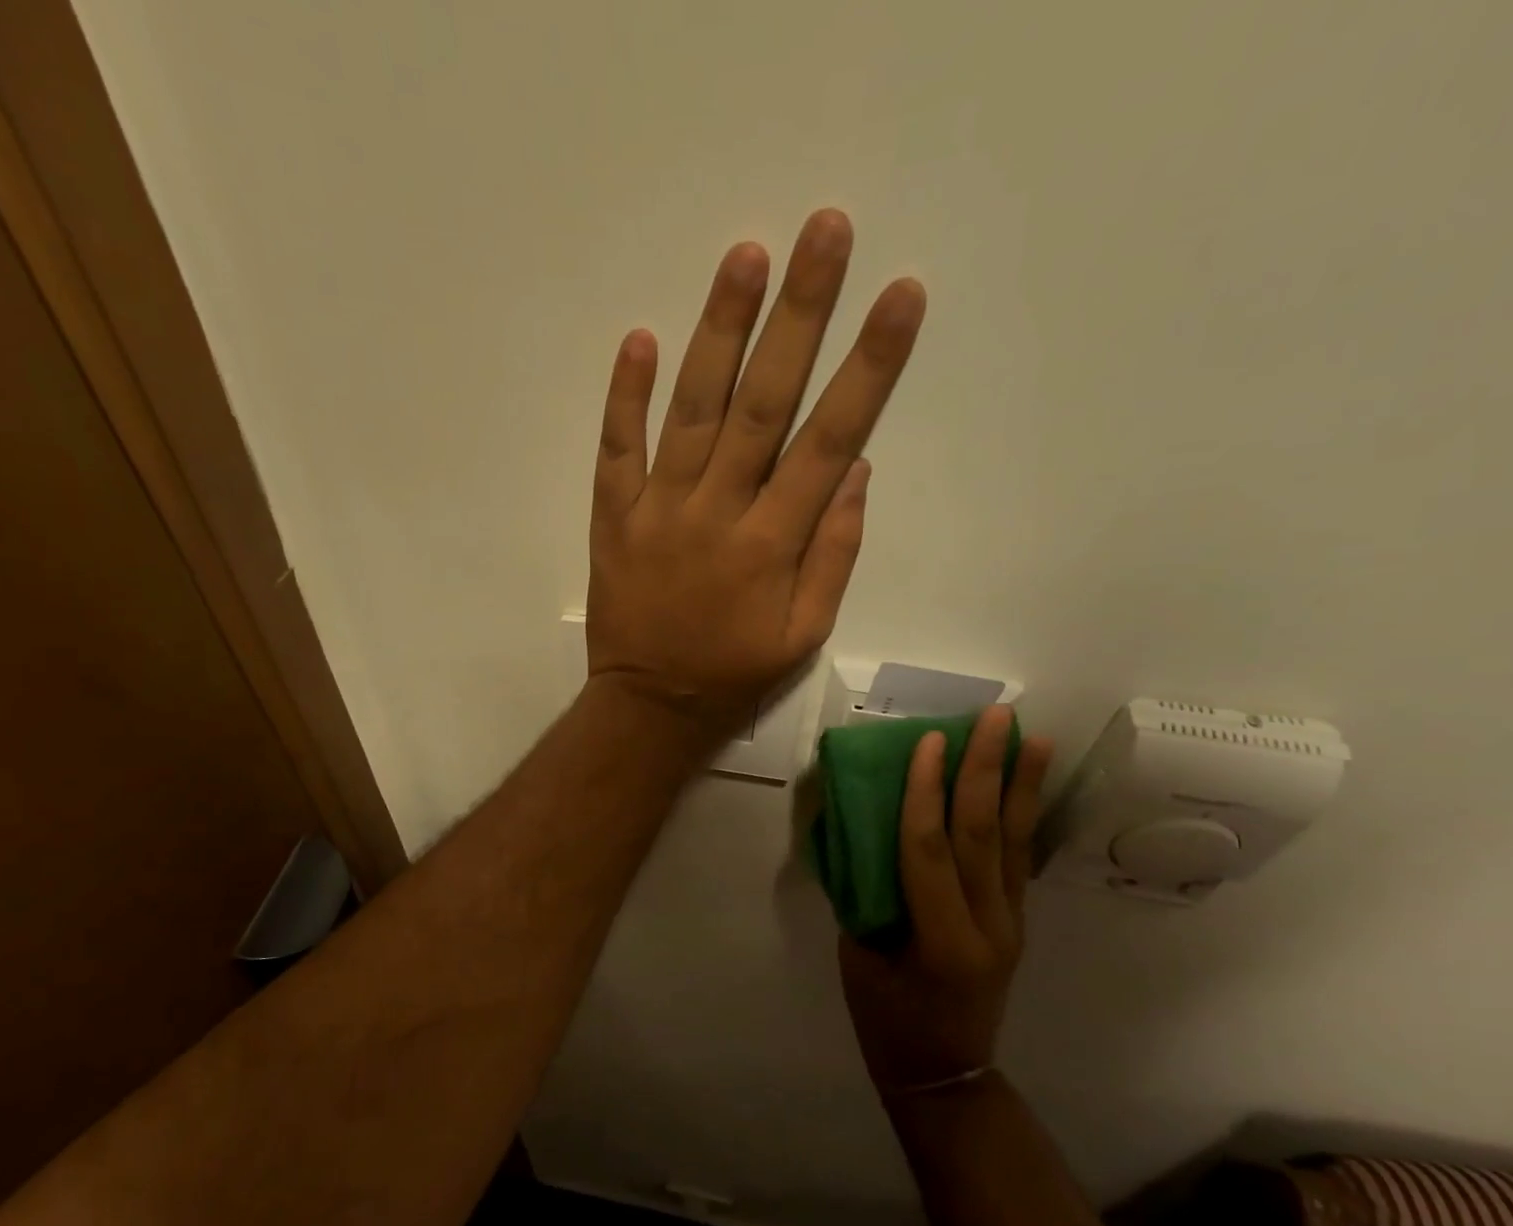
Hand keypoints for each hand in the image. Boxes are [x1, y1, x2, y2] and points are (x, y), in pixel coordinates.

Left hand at [585, 210, 925, 741]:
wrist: (650, 706)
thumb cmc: (734, 674)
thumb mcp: (804, 634)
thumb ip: (834, 555)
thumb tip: (854, 470)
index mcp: (773, 544)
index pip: (829, 440)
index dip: (868, 367)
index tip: (899, 297)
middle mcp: (718, 513)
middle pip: (763, 404)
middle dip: (798, 316)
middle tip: (825, 232)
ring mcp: (659, 510)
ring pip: (691, 411)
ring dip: (719, 332)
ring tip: (746, 256)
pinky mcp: (613, 517)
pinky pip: (616, 450)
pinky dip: (625, 397)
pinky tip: (639, 338)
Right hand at [838, 706, 1054, 1094]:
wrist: (946, 1075)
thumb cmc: (887, 1021)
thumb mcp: (859, 959)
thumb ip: (865, 893)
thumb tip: (860, 831)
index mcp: (940, 940)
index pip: (929, 850)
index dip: (926, 792)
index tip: (929, 740)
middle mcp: (987, 926)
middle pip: (983, 835)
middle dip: (987, 770)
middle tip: (995, 716)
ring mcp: (1010, 923)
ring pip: (1013, 841)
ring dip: (1020, 784)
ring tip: (1032, 735)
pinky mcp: (1015, 921)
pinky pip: (1016, 858)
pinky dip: (1020, 814)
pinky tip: (1025, 783)